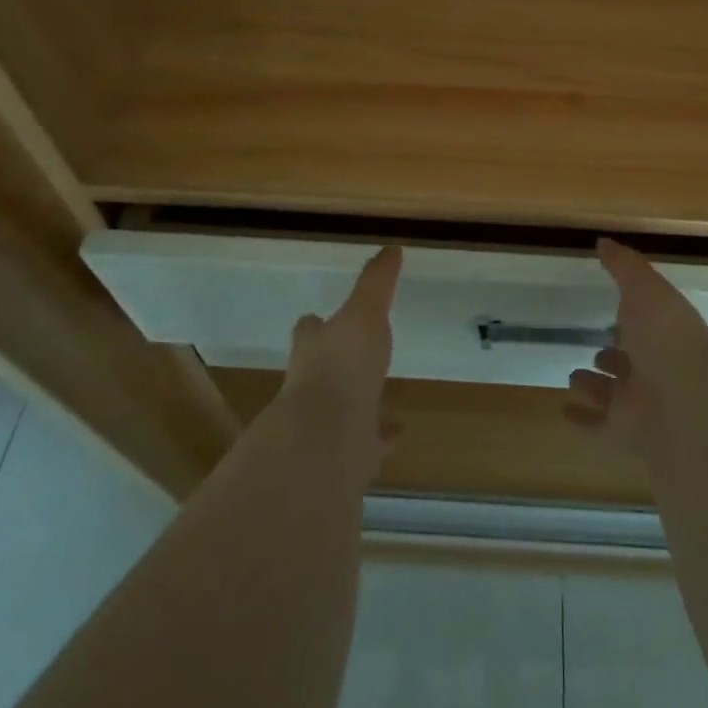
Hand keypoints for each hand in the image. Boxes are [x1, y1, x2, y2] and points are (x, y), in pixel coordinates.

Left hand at [280, 246, 402, 463]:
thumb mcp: (364, 313)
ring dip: (358, 404)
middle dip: (336, 366)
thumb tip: (391, 248)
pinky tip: (396, 434)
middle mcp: (312, 387)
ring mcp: (327, 425)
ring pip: (343, 410)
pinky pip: (364, 445)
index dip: (316, 325)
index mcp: (314, 350)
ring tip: (383, 399)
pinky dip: (379, 439)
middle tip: (355, 360)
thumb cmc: (342, 366)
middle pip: (321, 371)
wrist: (325, 440)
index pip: (311, 331)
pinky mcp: (343, 458)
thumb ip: (376, 282)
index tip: (320, 319)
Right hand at [563, 238, 707, 451]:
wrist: (689, 405)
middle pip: (632, 363)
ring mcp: (643, 407)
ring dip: (596, 387)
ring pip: (615, 395)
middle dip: (613, 356)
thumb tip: (604, 242)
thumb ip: (624, 266)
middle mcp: (658, 370)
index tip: (612, 312)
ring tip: (573, 377)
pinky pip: (600, 428)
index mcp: (666, 335)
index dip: (631, 318)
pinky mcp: (627, 437)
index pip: (646, 326)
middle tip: (593, 349)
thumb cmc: (668, 337)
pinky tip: (565, 412)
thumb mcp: (646, 288)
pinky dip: (583, 421)